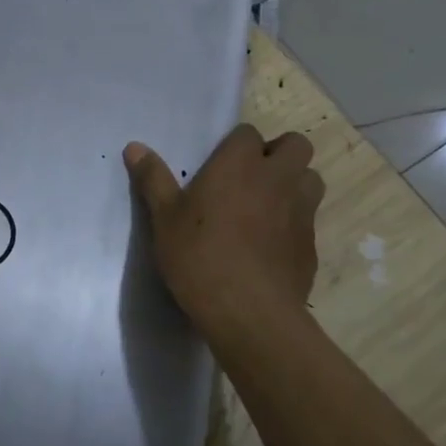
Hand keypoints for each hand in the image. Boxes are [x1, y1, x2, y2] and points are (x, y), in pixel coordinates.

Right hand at [125, 124, 324, 343]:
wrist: (249, 313)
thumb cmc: (200, 257)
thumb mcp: (164, 218)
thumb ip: (153, 179)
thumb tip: (134, 147)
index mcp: (239, 164)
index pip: (248, 133)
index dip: (237, 145)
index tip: (220, 165)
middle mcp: (277, 178)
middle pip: (296, 145)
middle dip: (279, 153)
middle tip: (251, 177)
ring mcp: (301, 211)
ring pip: (311, 179)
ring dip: (294, 183)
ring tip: (267, 205)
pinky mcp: (312, 244)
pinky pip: (309, 219)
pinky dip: (295, 222)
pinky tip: (271, 245)